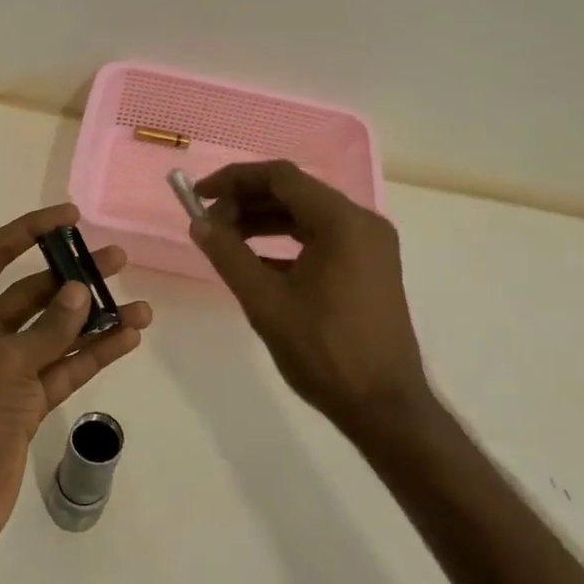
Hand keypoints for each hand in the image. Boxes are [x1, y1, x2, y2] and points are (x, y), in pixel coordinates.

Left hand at [0, 204, 153, 566]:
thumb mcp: (3, 364)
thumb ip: (48, 328)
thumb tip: (81, 291)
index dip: (29, 231)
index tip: (70, 218)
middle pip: (32, 294)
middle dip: (73, 277)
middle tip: (117, 260)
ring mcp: (5, 372)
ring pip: (55, 335)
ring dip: (94, 320)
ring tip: (139, 304)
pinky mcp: (24, 405)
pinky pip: (63, 370)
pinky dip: (92, 356)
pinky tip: (127, 338)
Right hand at [189, 162, 430, 439]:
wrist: (384, 405)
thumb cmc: (324, 351)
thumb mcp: (266, 302)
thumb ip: (229, 255)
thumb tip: (199, 224)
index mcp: (343, 222)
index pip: (281, 177)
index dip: (235, 180)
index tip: (198, 195)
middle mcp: (362, 223)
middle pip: (295, 193)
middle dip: (247, 202)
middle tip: (208, 224)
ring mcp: (370, 246)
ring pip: (307, 216)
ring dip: (264, 222)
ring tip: (225, 240)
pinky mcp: (369, 268)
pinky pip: (321, 240)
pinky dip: (286, 243)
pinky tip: (255, 261)